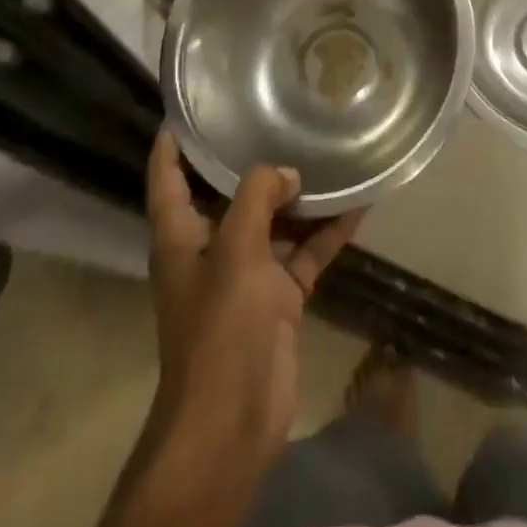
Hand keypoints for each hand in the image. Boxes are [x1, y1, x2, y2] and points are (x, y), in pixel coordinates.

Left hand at [145, 130, 362, 470]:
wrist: (232, 420)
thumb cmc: (220, 326)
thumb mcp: (235, 249)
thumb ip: (258, 196)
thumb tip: (287, 172)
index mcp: (181, 236)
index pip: (168, 177)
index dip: (174, 142)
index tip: (192, 106)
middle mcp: (210, 248)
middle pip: (228, 193)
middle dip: (251, 160)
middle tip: (279, 114)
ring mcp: (246, 273)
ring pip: (274, 220)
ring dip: (299, 195)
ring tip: (329, 150)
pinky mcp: (278, 297)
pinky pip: (304, 252)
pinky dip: (327, 232)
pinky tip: (358, 204)